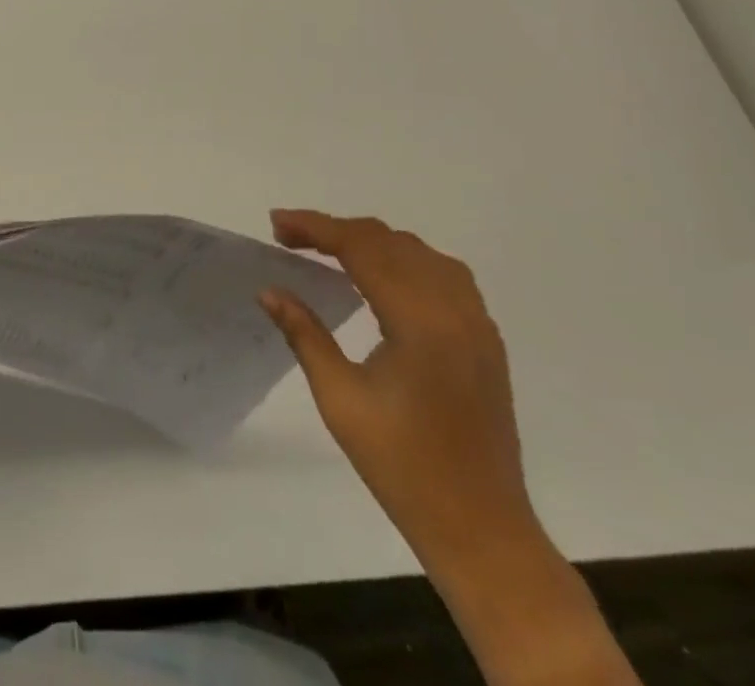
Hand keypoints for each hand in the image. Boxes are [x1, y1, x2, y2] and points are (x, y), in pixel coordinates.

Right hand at [258, 210, 538, 577]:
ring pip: (418, 251)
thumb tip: (269, 290)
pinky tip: (382, 276)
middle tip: (290, 238)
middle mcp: (455, 309)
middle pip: (388, 241)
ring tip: (328, 251)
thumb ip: (304, 334)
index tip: (276, 224)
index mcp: (420, 322)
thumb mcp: (340, 400)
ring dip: (370, 242)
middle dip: (335, 231)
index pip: (361, 248)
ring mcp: (477, 322)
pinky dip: (404, 260)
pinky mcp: (486, 338)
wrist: (481, 530)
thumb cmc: (402, 467)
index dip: (315, 228)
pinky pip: (443, 273)